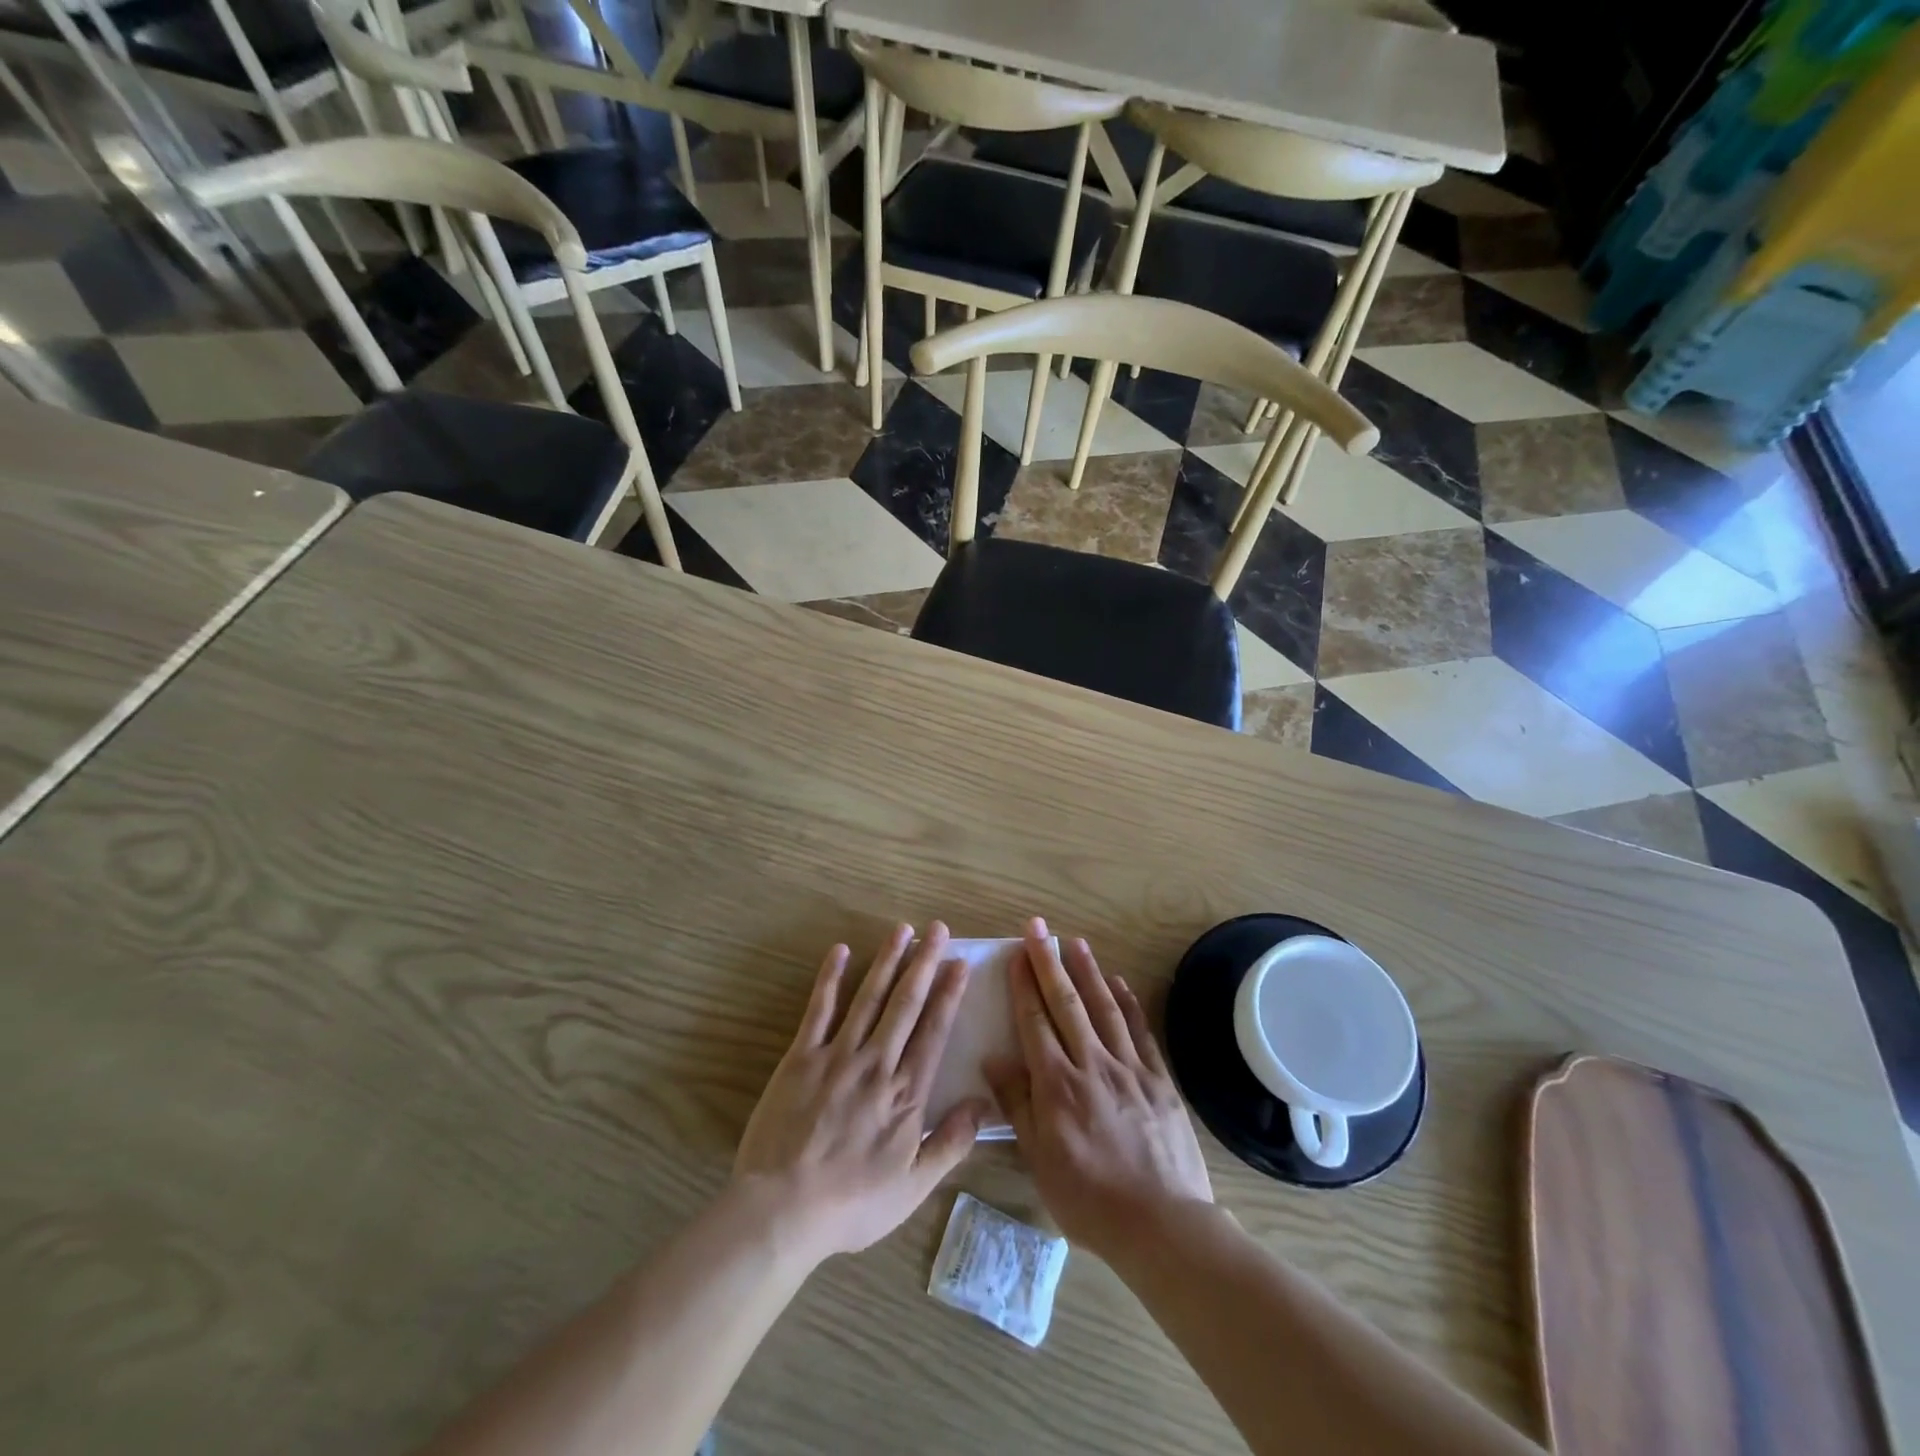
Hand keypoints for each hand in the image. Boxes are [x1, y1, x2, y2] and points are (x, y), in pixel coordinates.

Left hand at [733, 922, 987, 1264]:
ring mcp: (837, 1056)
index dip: (949, 994)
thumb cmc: (852, 1203)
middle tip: (939, 929)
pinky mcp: (801, 1057)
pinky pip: (818, 1010)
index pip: (934, 1031)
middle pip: (906, 1004)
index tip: (960, 962)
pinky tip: (840, 951)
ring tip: (902, 929)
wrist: (783, 1210)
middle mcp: (877, 1063)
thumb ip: (951, 1143)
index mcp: (906, 1093)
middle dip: (925, 963)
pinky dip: (830, 978)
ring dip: (887, 961)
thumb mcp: (913, 1187)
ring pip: (869, 998)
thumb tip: (984, 1104)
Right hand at [986, 917, 1212, 1259]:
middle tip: (1038, 928)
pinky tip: (1118, 982)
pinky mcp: (1158, 1079)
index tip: (1017, 954)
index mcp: (1058, 1085)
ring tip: (1075, 942)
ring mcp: (1129, 1068)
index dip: (1024, 985)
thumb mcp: (1040, 1160)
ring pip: (1104, 1008)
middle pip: (1066, 1004)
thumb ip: (1017, 1106)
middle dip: (1049, 962)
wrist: (1163, 1224)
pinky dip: (1128, 1002)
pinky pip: (1140, 1031)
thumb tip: (993, 1060)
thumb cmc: (1089, 1199)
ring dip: (1087, 972)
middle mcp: (1092, 1064)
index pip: (1035, 1022)